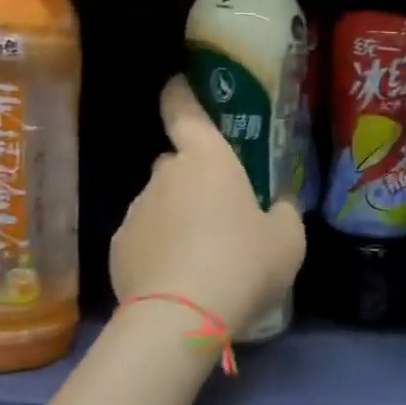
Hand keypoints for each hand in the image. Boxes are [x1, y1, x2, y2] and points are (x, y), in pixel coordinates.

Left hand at [111, 77, 306, 336]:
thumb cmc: (242, 264)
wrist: (180, 318)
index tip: (178, 86)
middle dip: (194, 179)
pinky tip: (177, 279)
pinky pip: (144, 238)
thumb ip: (284, 214)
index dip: (180, 95)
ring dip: (177, 217)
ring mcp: (136, 211)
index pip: (184, 111)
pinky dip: (158, 249)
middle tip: (221, 211)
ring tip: (202, 257)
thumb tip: (279, 207)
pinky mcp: (118, 248)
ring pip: (160, 203)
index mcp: (207, 160)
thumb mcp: (287, 240)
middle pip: (177, 164)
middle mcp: (165, 175)